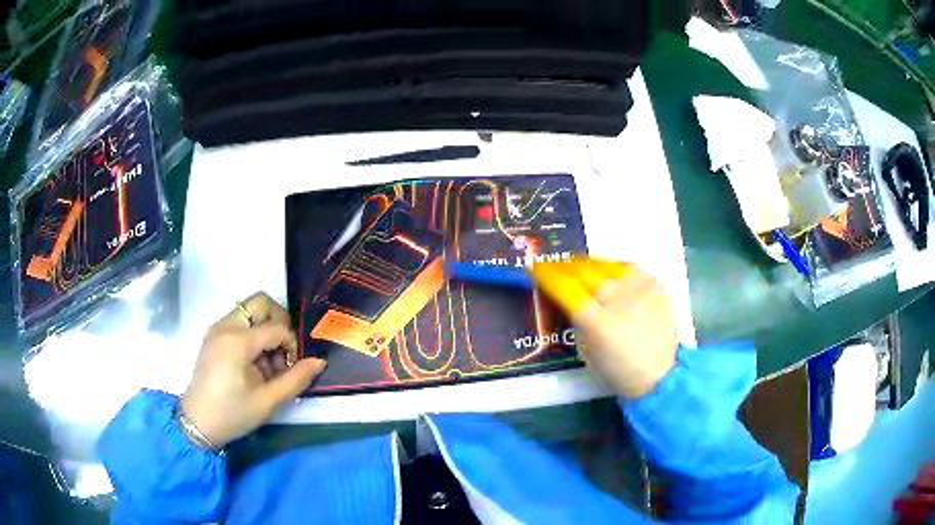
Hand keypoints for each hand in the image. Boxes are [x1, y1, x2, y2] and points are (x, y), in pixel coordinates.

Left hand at [181, 292, 326, 448]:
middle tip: (283, 351)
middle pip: (261, 302)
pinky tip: (253, 362)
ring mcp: (217, 328)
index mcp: (237, 341)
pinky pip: (239, 321)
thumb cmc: (233, 414)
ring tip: (267, 362)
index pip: (276, 327)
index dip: (291, 344)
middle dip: (279, 321)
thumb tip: (320, 361)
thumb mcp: (268, 401)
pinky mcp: (213, 335)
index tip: (292, 368)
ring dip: (265, 329)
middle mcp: (225, 326)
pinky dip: (252, 333)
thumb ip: (296, 379)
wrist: (197, 423)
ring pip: (250, 310)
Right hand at [531, 260, 677, 398]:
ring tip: (581, 267)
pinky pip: (629, 268)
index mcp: (596, 321)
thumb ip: (578, 321)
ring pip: (607, 264)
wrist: (660, 375)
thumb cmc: (618, 372)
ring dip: (589, 264)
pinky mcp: (655, 286)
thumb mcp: (586, 351)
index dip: (547, 274)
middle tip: (556, 266)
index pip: (565, 286)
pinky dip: (614, 269)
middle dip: (565, 266)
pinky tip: (609, 274)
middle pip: (584, 270)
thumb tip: (570, 299)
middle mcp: (617, 299)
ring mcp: (639, 289)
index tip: (536, 267)